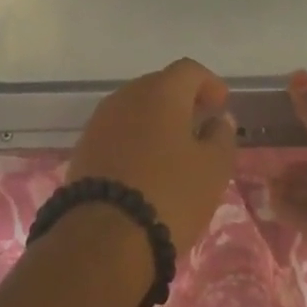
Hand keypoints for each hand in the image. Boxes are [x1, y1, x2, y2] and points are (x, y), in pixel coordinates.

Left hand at [69, 59, 237, 254]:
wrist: (103, 236)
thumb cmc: (169, 194)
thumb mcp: (212, 170)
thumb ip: (221, 137)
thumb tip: (219, 119)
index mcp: (162, 91)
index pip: (189, 70)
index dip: (209, 83)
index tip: (221, 104)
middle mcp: (128, 95)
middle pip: (159, 85)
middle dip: (181, 101)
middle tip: (199, 125)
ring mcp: (102, 119)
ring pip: (136, 108)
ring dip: (156, 121)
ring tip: (173, 149)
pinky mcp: (85, 146)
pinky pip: (118, 131)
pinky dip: (135, 140)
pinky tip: (145, 166)